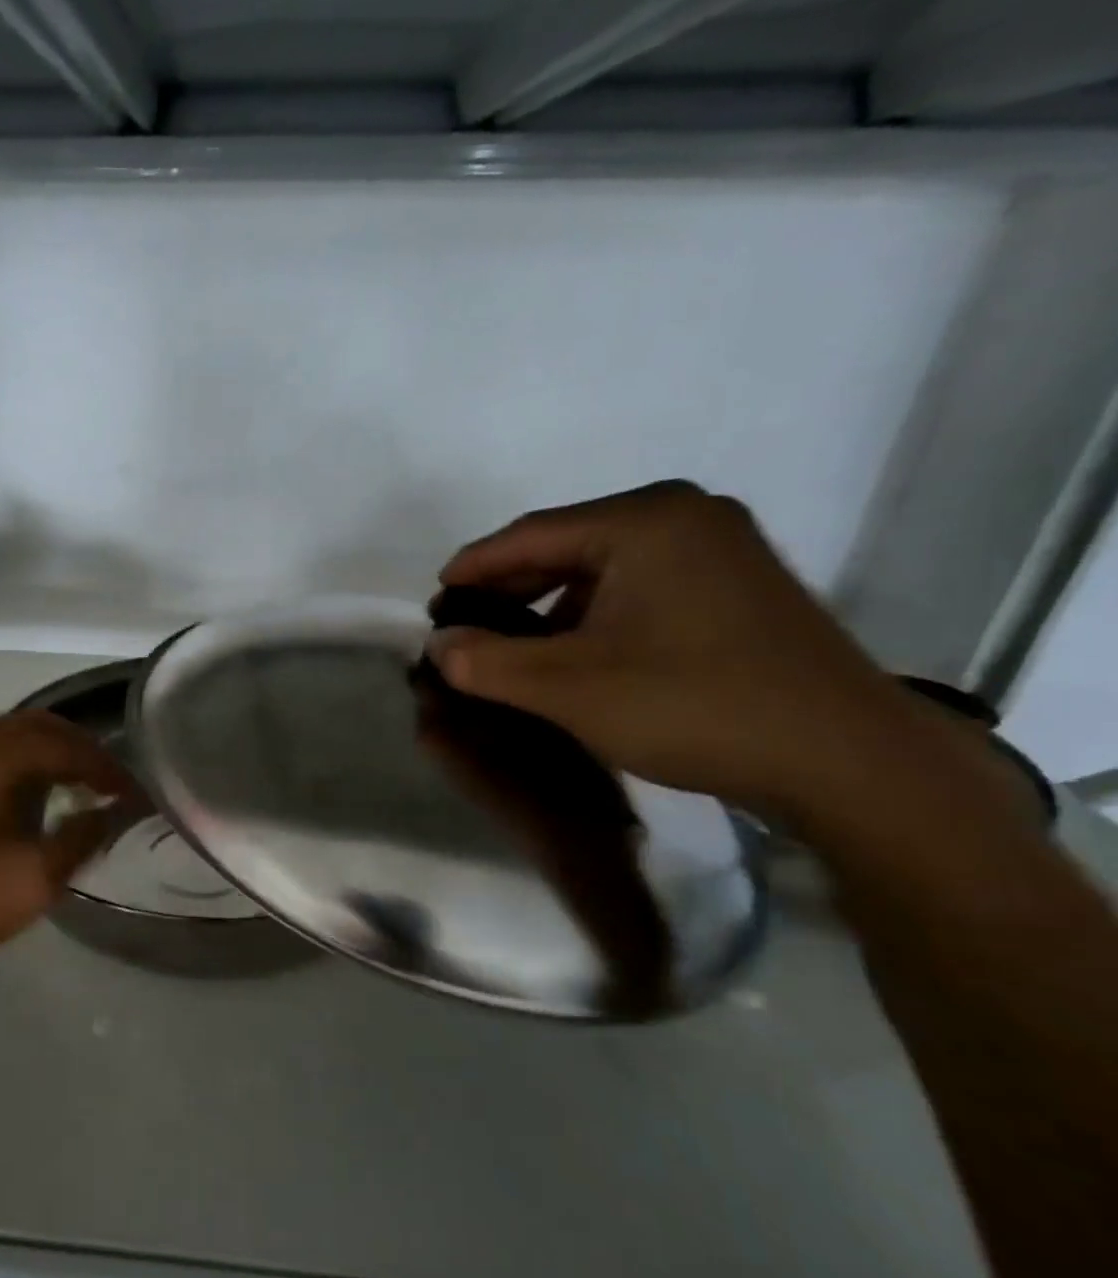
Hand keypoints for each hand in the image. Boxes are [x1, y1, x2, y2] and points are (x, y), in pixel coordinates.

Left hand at [0, 710, 133, 984]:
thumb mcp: (29, 881)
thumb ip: (80, 840)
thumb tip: (110, 813)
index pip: (66, 744)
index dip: (107, 767)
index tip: (135, 794)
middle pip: (38, 726)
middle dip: (81, 750)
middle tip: (111, 784)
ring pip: (10, 737)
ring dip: (50, 756)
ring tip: (79, 790)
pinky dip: (20, 765)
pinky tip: (30, 800)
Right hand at [427, 481, 910, 815]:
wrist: (845, 761)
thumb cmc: (692, 706)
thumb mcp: (567, 687)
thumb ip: (486, 661)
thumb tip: (437, 645)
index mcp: (645, 519)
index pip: (529, 534)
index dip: (472, 568)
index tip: (433, 600)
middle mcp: (686, 516)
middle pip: (566, 545)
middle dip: (508, 588)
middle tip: (463, 625)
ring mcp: (720, 549)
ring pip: (602, 568)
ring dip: (548, 604)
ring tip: (510, 643)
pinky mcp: (738, 586)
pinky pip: (639, 587)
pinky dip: (593, 615)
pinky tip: (573, 651)